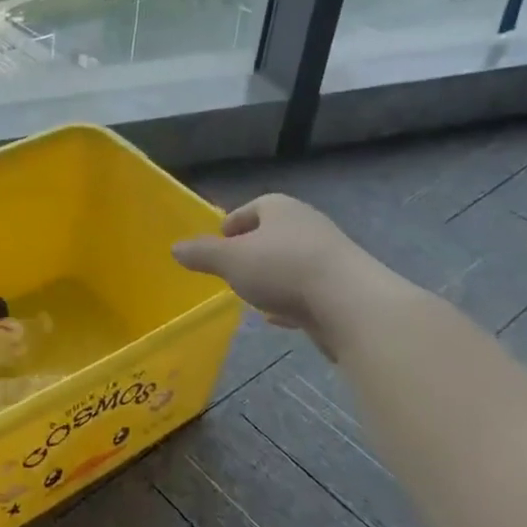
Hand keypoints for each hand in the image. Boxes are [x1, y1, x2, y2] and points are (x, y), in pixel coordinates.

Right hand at [171, 195, 394, 354]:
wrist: (351, 304)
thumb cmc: (283, 268)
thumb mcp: (230, 260)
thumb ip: (202, 254)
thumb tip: (175, 248)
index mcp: (281, 209)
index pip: (252, 208)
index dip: (233, 223)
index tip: (219, 241)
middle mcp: (308, 225)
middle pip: (273, 235)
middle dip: (253, 251)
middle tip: (231, 269)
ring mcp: (330, 257)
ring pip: (292, 263)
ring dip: (273, 276)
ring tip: (252, 295)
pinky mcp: (344, 288)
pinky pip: (308, 290)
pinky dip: (291, 300)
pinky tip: (279, 318)